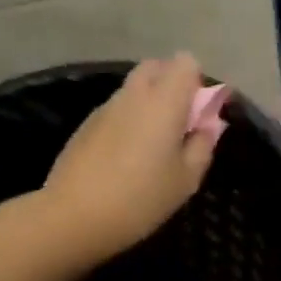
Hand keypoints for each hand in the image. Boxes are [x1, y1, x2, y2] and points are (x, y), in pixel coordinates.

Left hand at [42, 54, 221, 267]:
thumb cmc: (140, 198)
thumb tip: (208, 125)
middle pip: (156, 67)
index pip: (185, 62)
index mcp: (164, 101)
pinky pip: (116, 109)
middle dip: (171, 84)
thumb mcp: (186, 179)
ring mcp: (105, 107)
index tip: (199, 113)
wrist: (72, 217)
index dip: (197, 82)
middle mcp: (134, 94)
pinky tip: (125, 157)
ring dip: (149, 103)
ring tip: (152, 145)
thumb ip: (203, 145)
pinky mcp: (85, 125)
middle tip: (179, 123)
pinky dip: (128, 120)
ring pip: (134, 89)